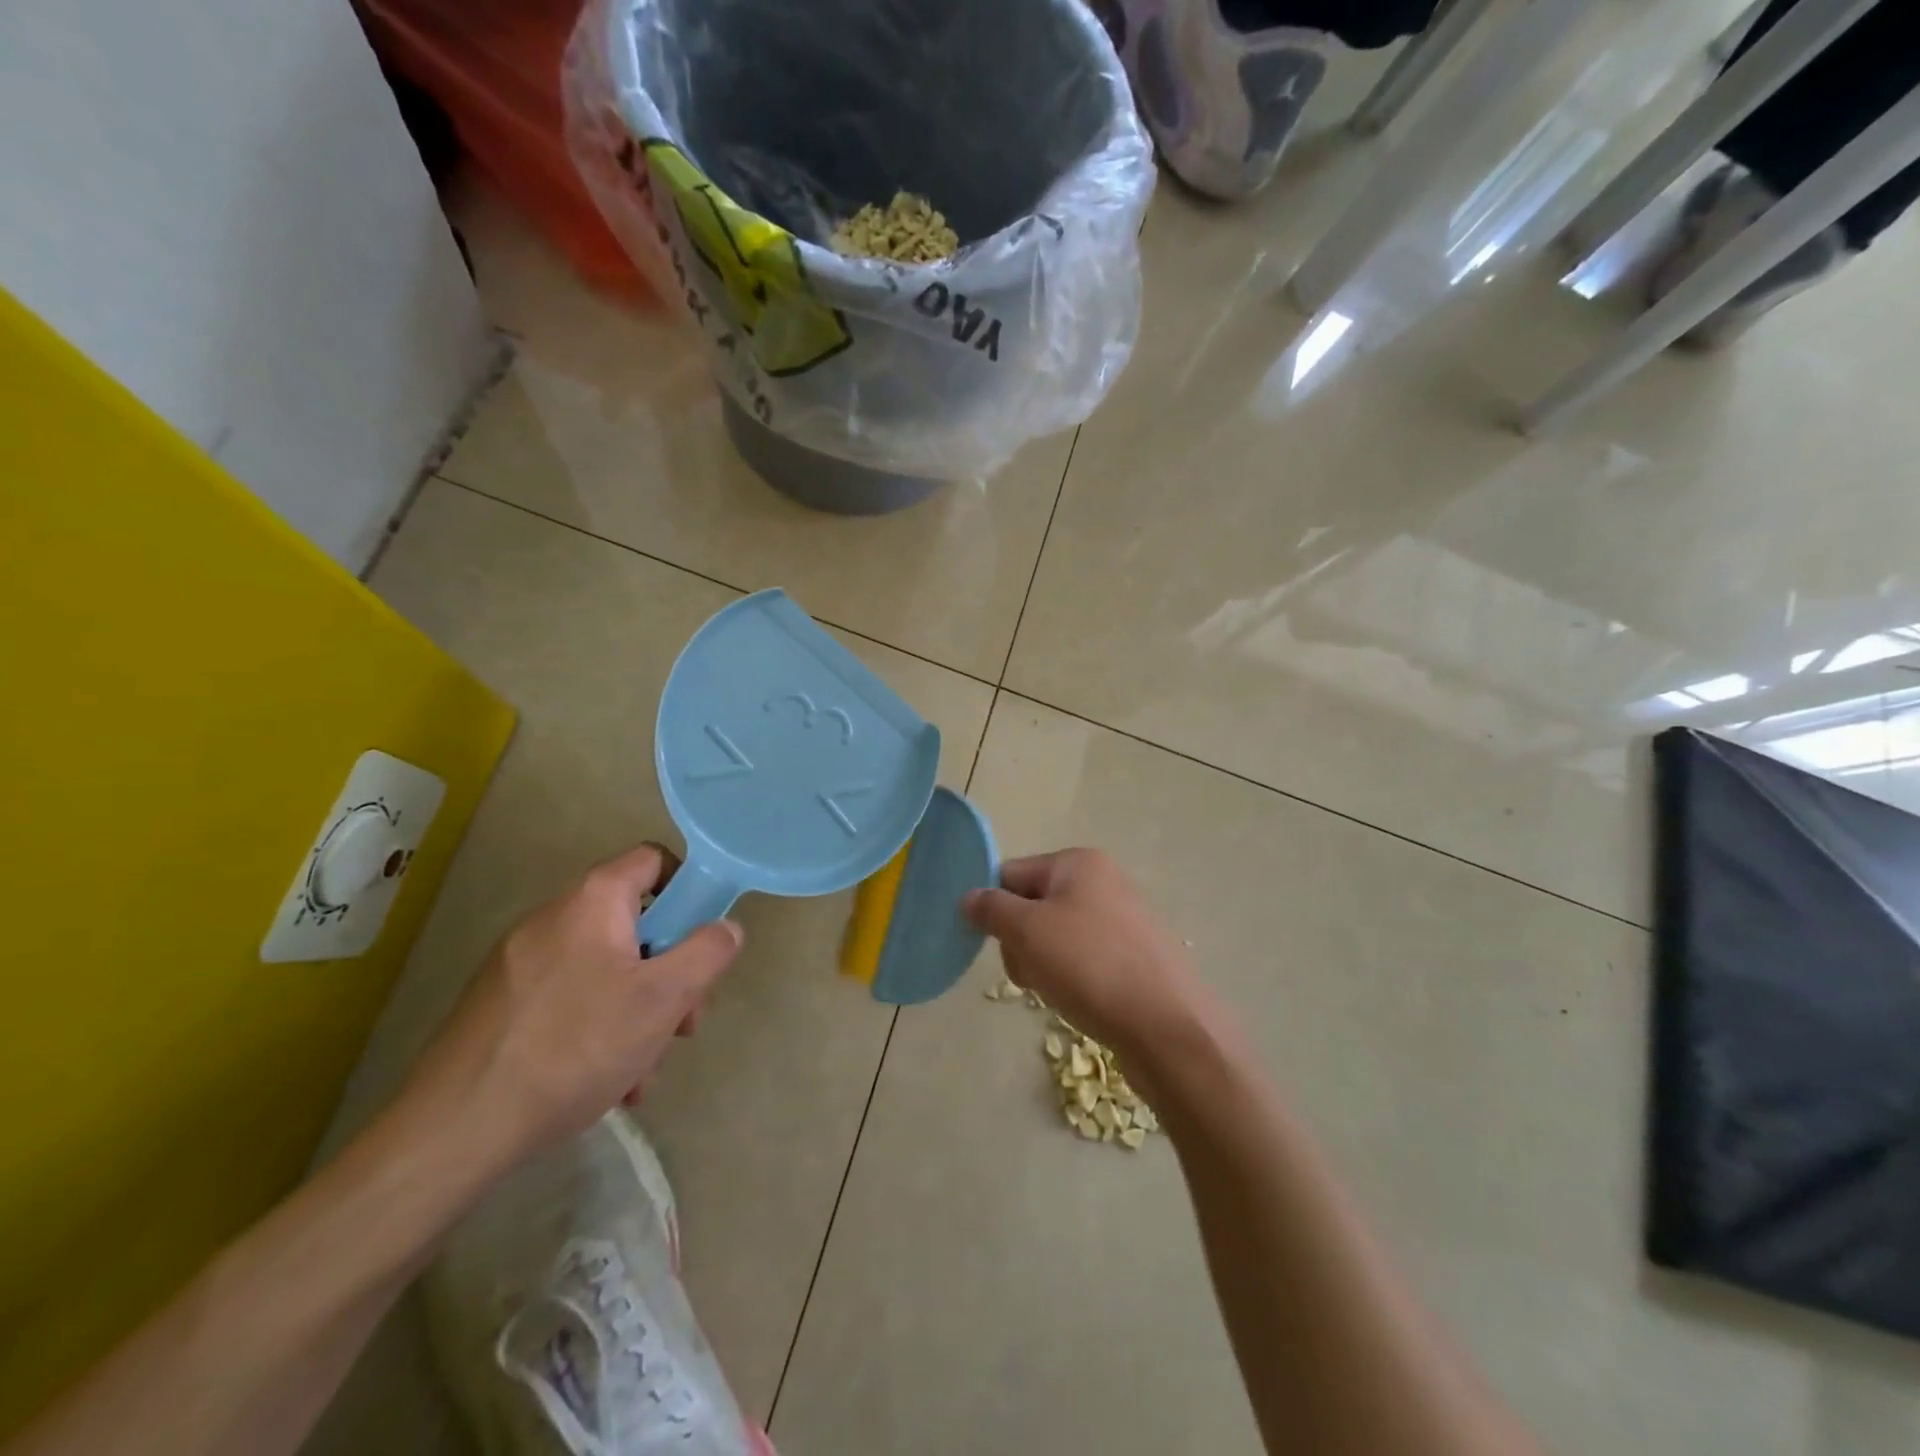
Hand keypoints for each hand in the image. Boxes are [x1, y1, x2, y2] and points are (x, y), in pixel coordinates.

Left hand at [402, 844, 743, 1172]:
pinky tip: (607, 1083)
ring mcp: (521, 962)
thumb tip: (726, 927)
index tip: (703, 939)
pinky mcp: (501, 1003)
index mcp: (592, 901)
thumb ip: (707, 952)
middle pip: (635, 923)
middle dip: (669, 971)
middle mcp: (553, 917)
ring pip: (606, 969)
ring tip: (643, 1068)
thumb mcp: (663, 997)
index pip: (654, 860)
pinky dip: (598, 1028)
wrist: (455, 1130)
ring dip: (639, 1010)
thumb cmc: (575, 1046)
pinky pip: (571, 998)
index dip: (689, 889)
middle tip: (681, 1023)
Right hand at [963, 849, 1213, 1064]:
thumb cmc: (1090, 966)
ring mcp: (1123, 918)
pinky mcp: (1134, 955)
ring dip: (1042, 963)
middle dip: (1020, 941)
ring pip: (1056, 936)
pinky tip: (1080, 1000)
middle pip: (1033, 904)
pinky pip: (1084, 958)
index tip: (991, 945)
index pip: (1011, 873)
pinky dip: (1071, 977)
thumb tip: (969, 897)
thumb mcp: (1028, 931)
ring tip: (1057, 991)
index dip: (995, 908)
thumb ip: (992, 909)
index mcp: (1078, 863)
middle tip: (1029, 973)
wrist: (1167, 1026)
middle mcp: (1103, 881)